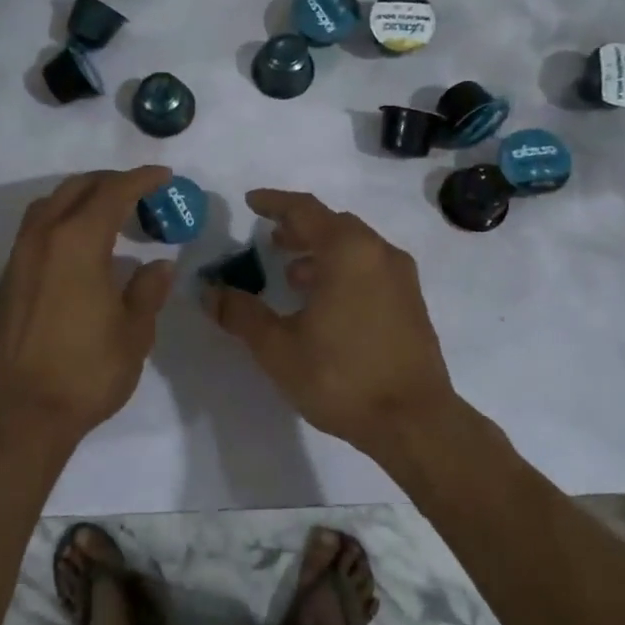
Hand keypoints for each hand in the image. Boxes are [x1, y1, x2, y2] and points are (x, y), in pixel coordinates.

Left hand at [0, 167, 176, 446]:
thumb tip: (159, 265)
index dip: (141, 179)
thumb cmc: (87, 371)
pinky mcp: (6, 282)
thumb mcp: (134, 332)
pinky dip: (60, 222)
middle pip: (76, 189)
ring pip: (48, 207)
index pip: (113, 192)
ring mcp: (18, 259)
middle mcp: (43, 239)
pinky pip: (34, 232)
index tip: (163, 176)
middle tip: (138, 190)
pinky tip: (76, 248)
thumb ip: (147, 291)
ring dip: (79, 198)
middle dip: (109, 181)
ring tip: (105, 211)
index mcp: (78, 242)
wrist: (22, 413)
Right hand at [208, 189, 458, 460]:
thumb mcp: (278, 348)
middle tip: (270, 239)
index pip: (304, 210)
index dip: (274, 202)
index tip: (251, 202)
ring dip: (321, 251)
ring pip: (354, 247)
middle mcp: (378, 253)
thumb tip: (209, 292)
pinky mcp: (412, 302)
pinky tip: (325, 302)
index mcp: (347, 251)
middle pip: (333, 224)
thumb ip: (241, 314)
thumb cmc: (341, 377)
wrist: (415, 422)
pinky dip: (343, 270)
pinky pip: (370, 268)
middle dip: (299, 228)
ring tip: (292, 274)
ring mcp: (401, 277)